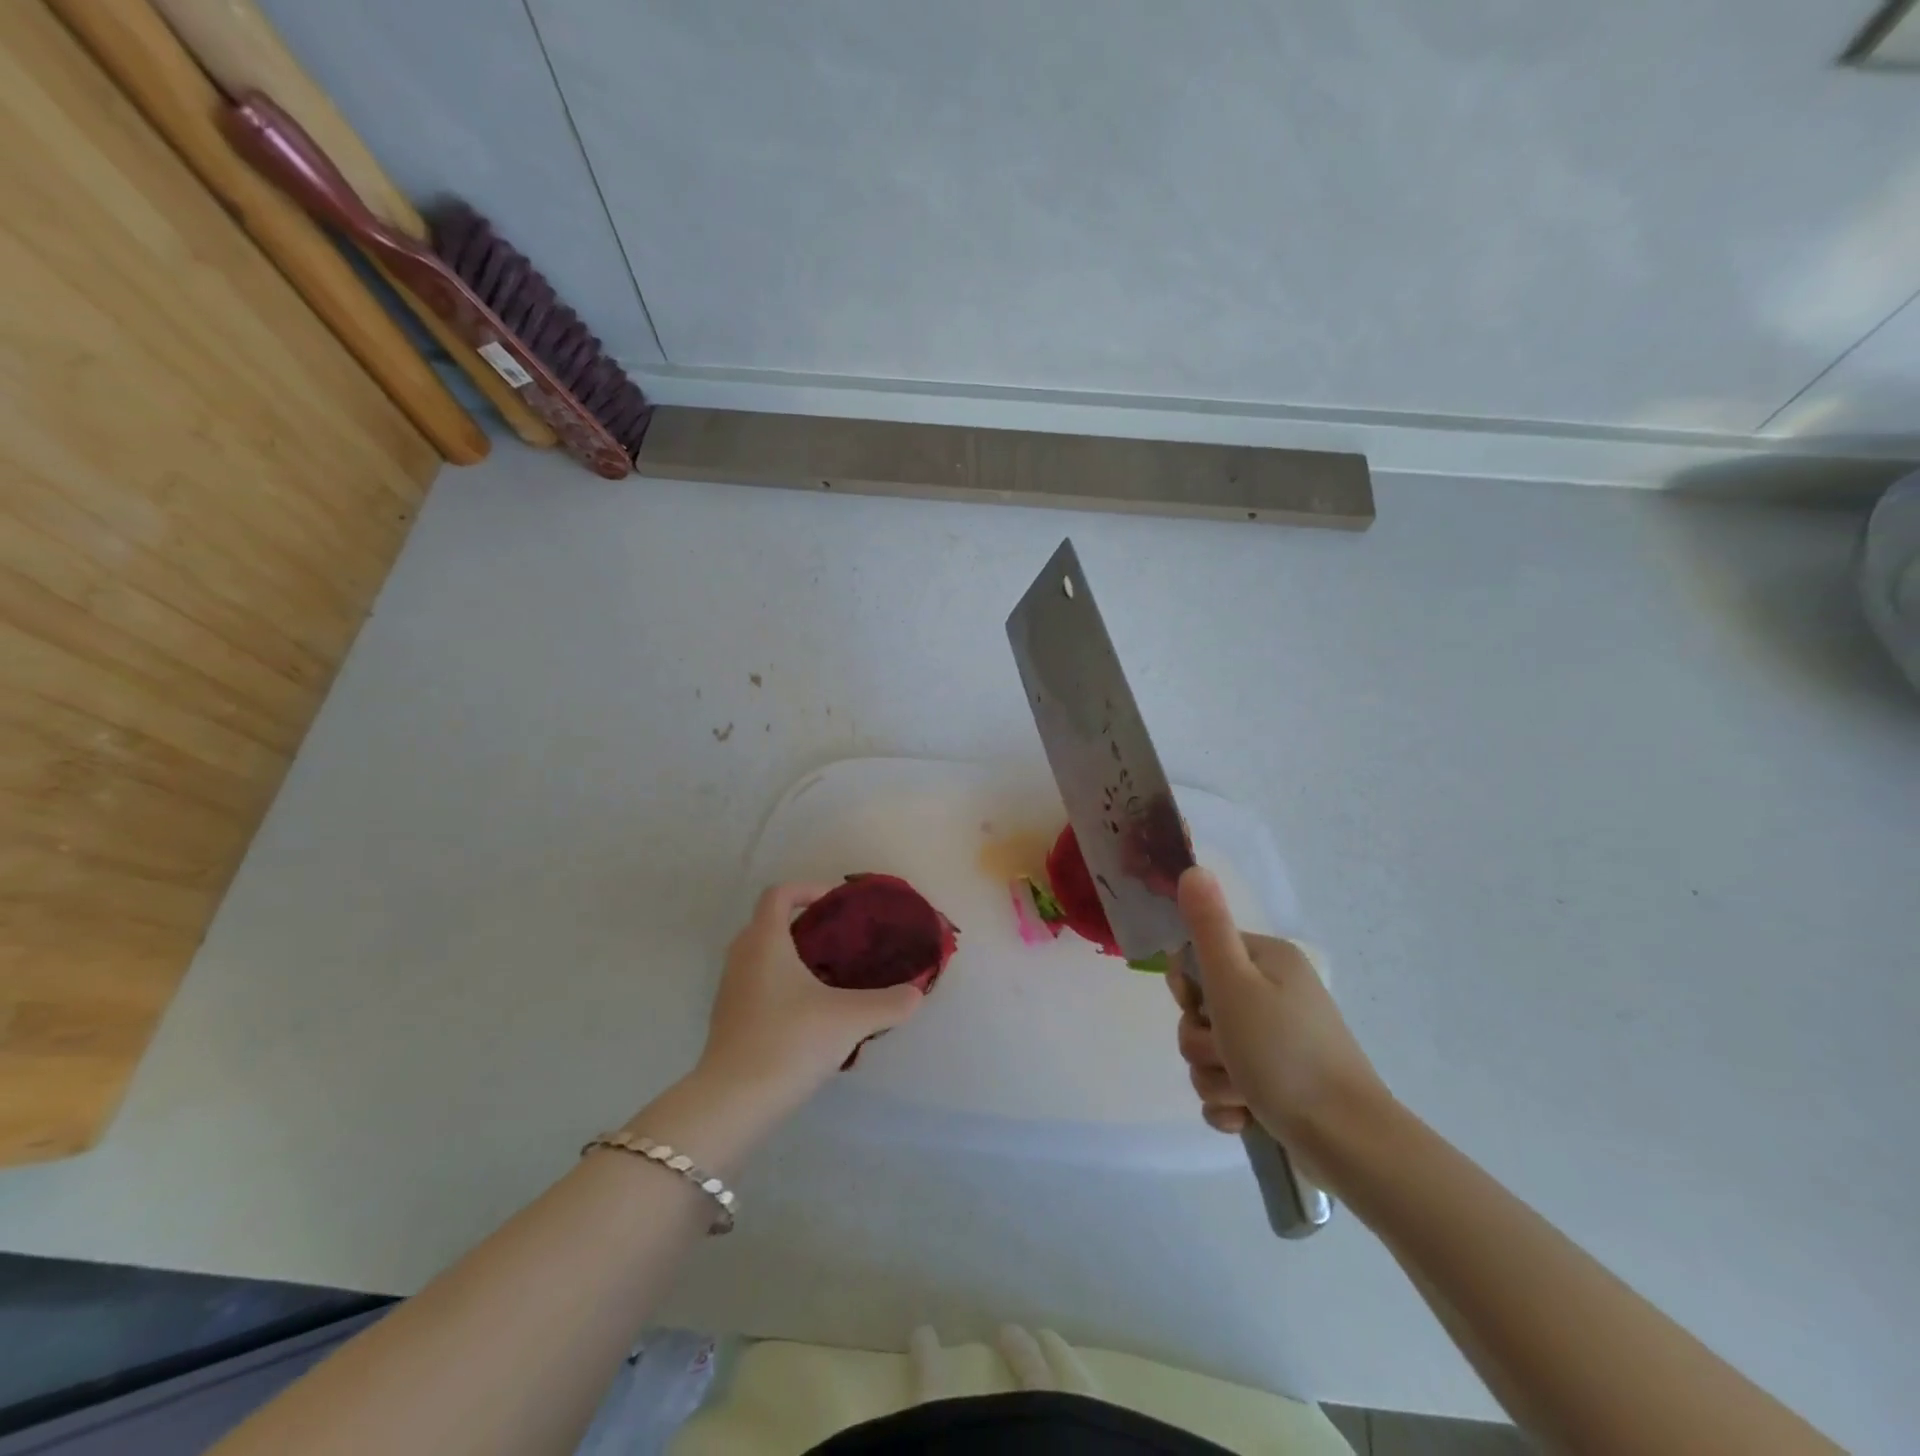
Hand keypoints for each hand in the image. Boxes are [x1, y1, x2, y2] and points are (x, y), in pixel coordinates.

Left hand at [698, 883, 926, 1100]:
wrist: (733, 1102)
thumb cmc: (790, 1042)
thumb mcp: (850, 1020)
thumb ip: (888, 1003)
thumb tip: (916, 993)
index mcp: (765, 941)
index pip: (779, 894)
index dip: (808, 889)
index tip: (837, 906)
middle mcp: (742, 956)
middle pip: (769, 922)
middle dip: (804, 925)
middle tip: (839, 942)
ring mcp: (730, 989)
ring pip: (761, 956)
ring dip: (791, 957)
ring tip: (828, 978)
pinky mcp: (728, 1019)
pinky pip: (756, 984)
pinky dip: (780, 985)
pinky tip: (809, 1014)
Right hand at [1168, 867, 1388, 1163]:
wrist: (1348, 1141)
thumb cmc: (1284, 1053)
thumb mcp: (1234, 983)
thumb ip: (1207, 927)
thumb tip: (1193, 869)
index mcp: (1266, 963)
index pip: (1199, 959)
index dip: (1190, 989)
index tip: (1202, 1009)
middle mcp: (1274, 994)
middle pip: (1202, 1012)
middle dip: (1203, 1043)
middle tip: (1226, 1055)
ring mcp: (1278, 1042)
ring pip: (1211, 1053)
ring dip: (1215, 1078)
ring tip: (1244, 1094)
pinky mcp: (1279, 1085)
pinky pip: (1228, 1088)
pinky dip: (1230, 1105)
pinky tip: (1245, 1118)